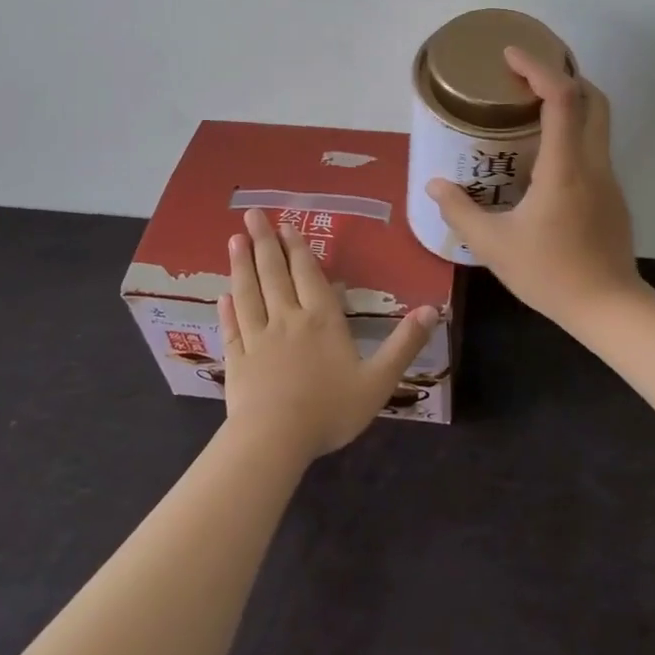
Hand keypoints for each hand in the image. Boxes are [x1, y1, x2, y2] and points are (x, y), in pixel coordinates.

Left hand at [217, 208, 439, 461]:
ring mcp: (258, 339)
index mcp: (322, 320)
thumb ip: (404, 344)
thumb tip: (432, 309)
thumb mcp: (379, 380)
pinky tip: (222, 296)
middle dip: (264, 242)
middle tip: (252, 214)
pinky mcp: (237, 361)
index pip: (308, 274)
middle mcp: (287, 319)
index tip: (284, 223)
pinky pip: (233, 328)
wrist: (275, 440)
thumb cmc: (330, 409)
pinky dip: (228, 310)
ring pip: (249, 293)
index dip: (297, 248)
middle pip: (274, 274)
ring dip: (242, 265)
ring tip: (234, 239)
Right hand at [426, 47, 643, 328]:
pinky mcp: (613, 196)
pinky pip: (594, 148)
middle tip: (526, 76)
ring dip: (571, 104)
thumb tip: (434, 186)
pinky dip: (572, 134)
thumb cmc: (550, 273)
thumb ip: (460, 211)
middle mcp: (593, 163)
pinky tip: (543, 159)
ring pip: (598, 122)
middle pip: (593, 98)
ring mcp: (609, 179)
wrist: (609, 308)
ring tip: (530, 111)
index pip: (562, 97)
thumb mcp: (494, 245)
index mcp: (565, 167)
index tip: (511, 55)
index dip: (539, 67)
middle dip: (564, 75)